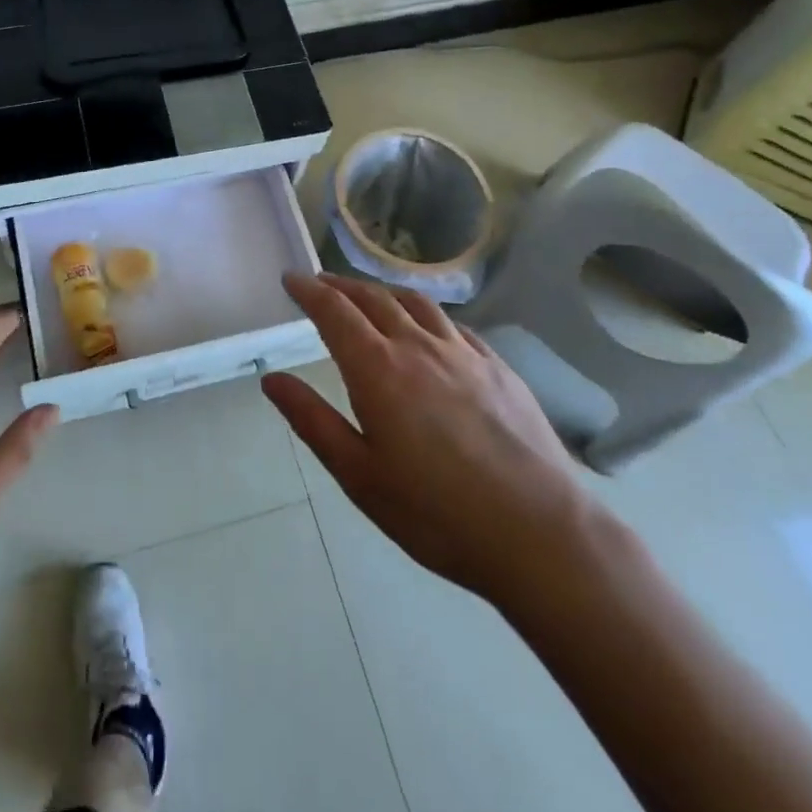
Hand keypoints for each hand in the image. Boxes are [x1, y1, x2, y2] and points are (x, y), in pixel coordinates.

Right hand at [264, 272, 595, 606]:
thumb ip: (312, 420)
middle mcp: (418, 346)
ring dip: (383, 292)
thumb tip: (272, 379)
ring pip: (415, 303)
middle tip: (321, 283)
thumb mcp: (358, 475)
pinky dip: (427, 313)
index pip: (334, 312)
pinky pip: (454, 324)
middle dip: (341, 286)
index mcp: (378, 369)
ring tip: (369, 296)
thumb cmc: (436, 513)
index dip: (309, 291)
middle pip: (373, 298)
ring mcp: (464, 353)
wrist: (539, 532)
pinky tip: (429, 328)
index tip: (291, 279)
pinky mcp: (499, 367)